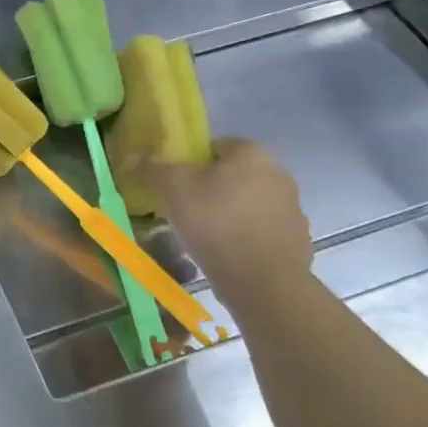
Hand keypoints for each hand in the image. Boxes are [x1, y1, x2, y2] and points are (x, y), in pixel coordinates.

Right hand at [134, 138, 311, 303]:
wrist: (262, 281)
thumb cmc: (215, 222)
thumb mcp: (173, 189)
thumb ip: (152, 168)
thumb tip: (131, 157)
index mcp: (252, 153)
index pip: (215, 146)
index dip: (190, 162)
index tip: (174, 184)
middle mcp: (279, 174)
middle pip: (233, 175)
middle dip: (209, 188)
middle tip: (183, 208)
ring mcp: (292, 209)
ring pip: (247, 203)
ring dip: (228, 213)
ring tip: (201, 235)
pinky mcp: (296, 241)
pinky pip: (260, 231)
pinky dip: (243, 237)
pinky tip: (224, 253)